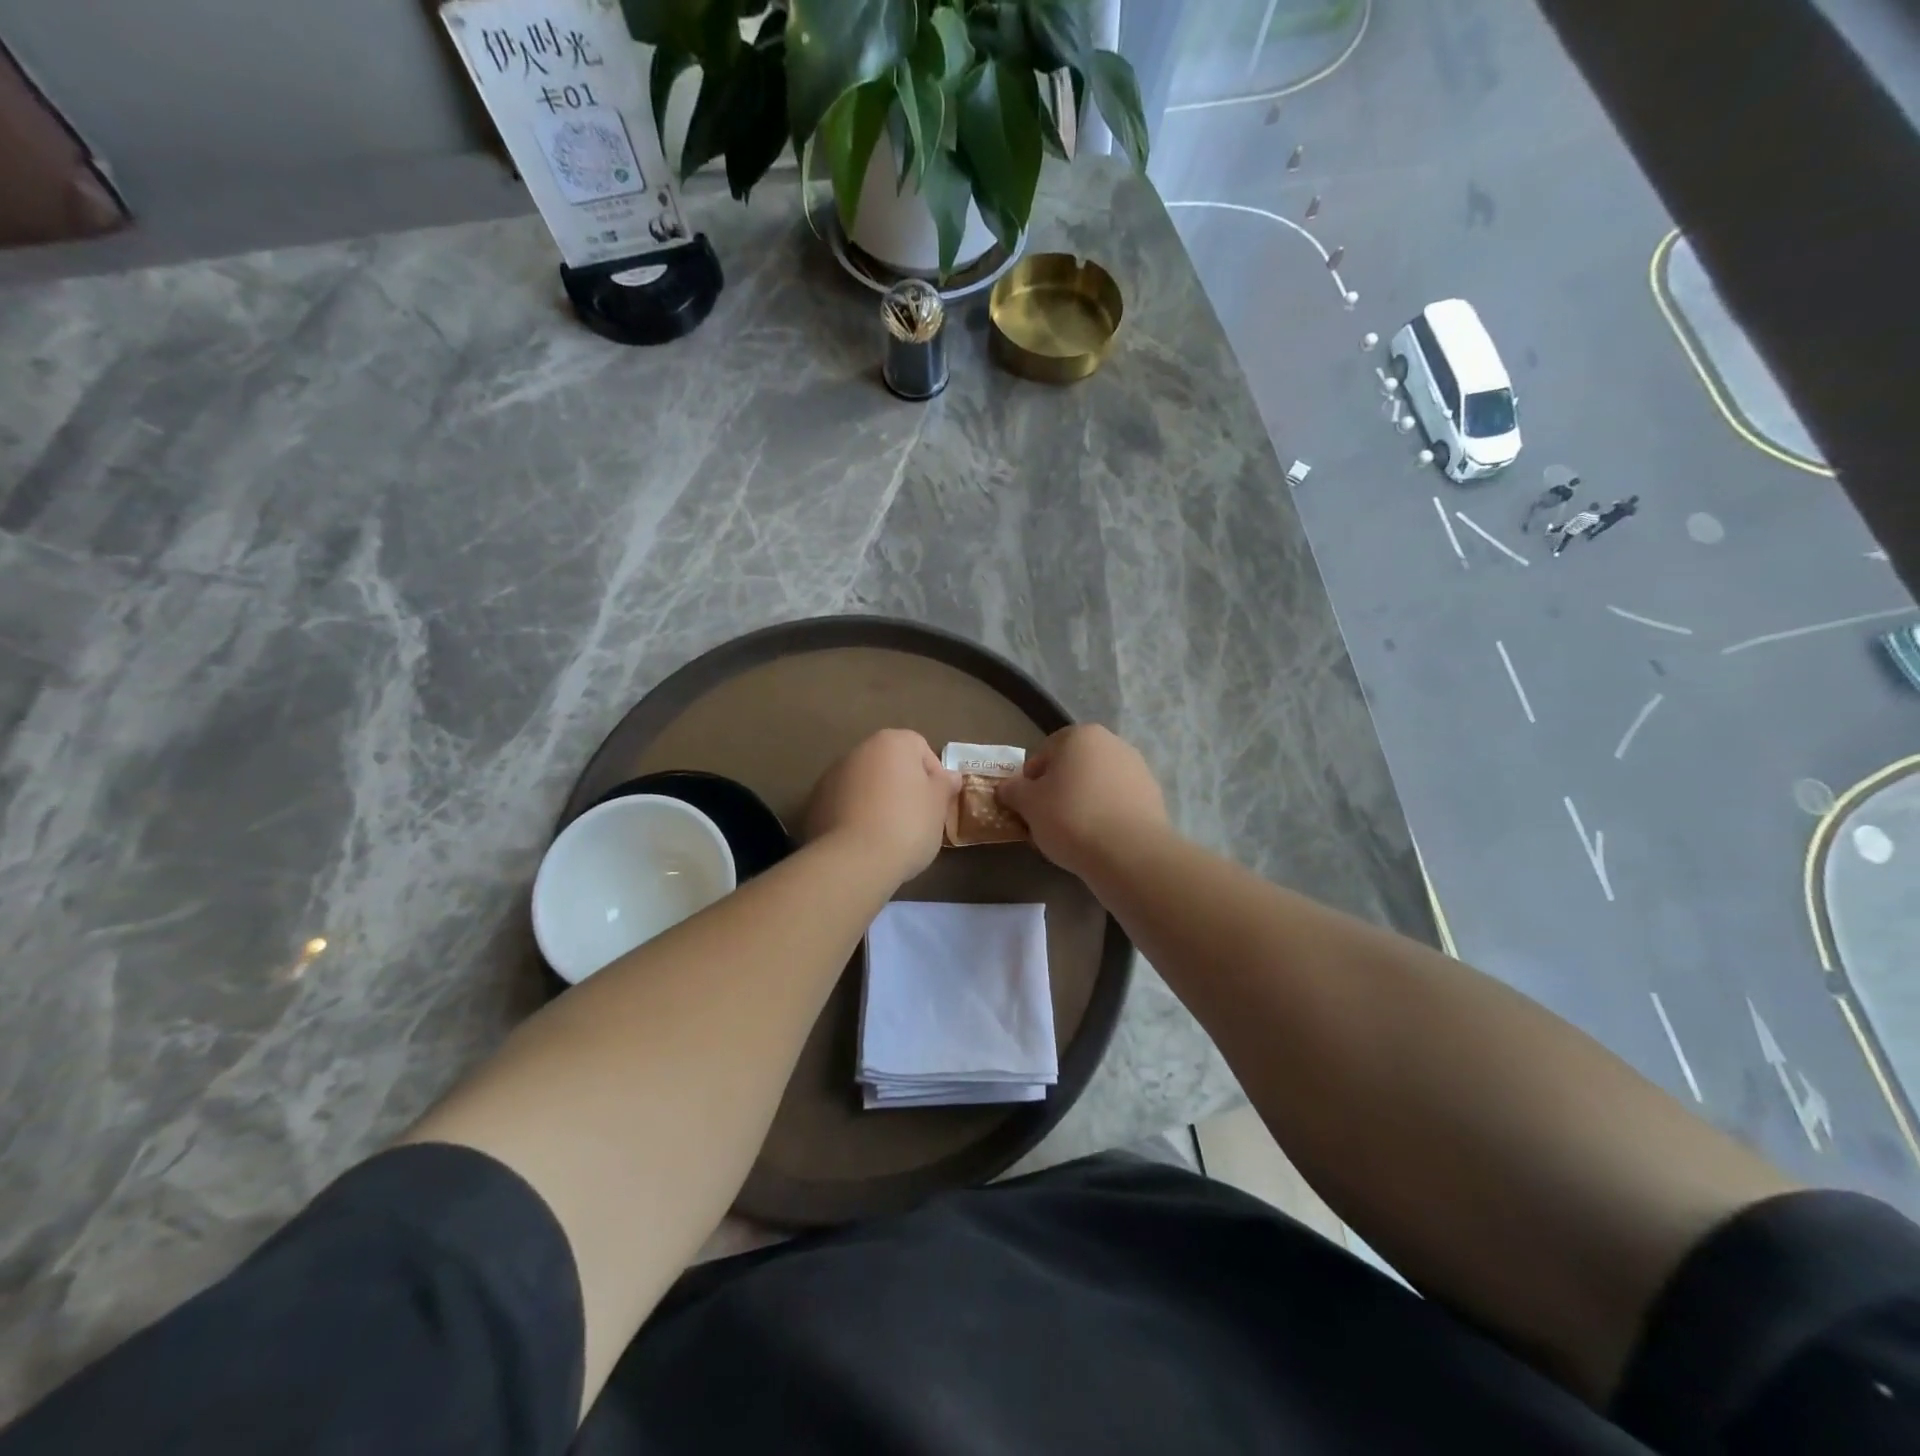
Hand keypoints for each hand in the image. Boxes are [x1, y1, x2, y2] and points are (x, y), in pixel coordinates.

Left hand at [804, 729, 958, 883]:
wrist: (854, 860)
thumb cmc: (907, 825)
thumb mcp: (938, 806)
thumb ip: (945, 785)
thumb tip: (950, 776)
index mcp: (891, 742)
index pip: (920, 747)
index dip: (933, 774)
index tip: (937, 803)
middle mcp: (859, 751)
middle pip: (889, 764)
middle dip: (903, 786)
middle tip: (916, 818)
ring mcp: (831, 776)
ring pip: (865, 784)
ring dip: (877, 800)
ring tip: (888, 833)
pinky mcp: (814, 803)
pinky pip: (844, 804)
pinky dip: (855, 815)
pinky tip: (864, 842)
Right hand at [996, 725, 1168, 876]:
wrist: (1129, 852)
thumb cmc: (1071, 817)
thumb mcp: (1028, 804)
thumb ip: (1013, 790)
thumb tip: (1007, 788)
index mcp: (1081, 735)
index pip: (1045, 752)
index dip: (1031, 780)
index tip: (1027, 805)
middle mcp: (1113, 743)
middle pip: (1074, 766)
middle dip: (1059, 789)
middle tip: (1047, 820)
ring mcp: (1138, 769)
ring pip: (1097, 784)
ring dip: (1083, 802)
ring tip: (1073, 834)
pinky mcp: (1153, 796)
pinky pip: (1118, 802)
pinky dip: (1106, 815)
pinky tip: (1098, 839)